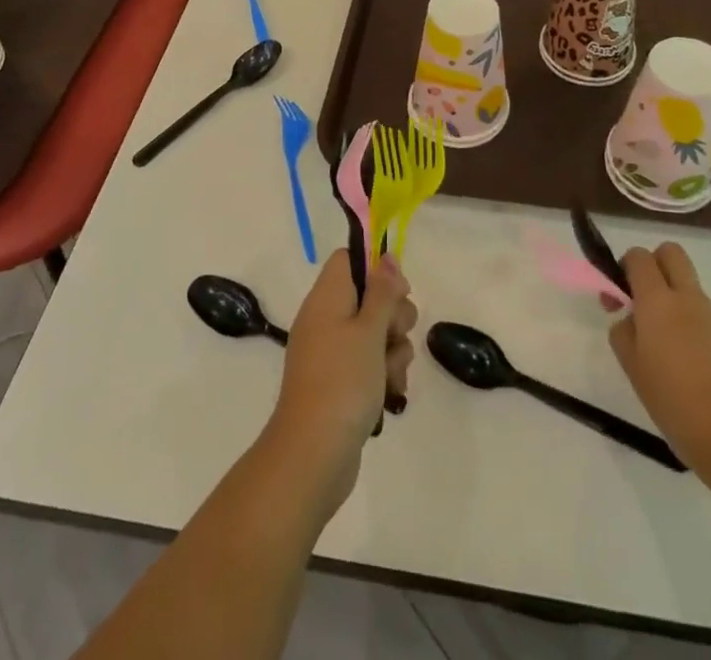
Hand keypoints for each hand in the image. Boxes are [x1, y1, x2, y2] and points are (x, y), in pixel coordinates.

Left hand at [264, 250, 415, 514]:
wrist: (313, 454)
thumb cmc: (343, 381)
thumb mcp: (369, 330)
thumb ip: (382, 291)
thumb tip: (386, 256)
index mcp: (326, 297)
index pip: (349, 260)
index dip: (377, 269)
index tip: (397, 292)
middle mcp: (326, 318)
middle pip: (369, 296)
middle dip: (394, 316)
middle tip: (394, 336)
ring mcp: (331, 352)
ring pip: (376, 332)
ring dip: (394, 349)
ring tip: (390, 374)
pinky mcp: (339, 381)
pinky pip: (369, 363)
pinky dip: (384, 373)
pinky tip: (391, 393)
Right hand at [608, 242, 710, 478]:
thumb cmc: (675, 402)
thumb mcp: (633, 368)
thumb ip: (623, 333)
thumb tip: (631, 320)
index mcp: (658, 301)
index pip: (639, 256)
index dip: (624, 267)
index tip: (618, 297)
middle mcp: (688, 299)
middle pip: (671, 253)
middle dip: (653, 265)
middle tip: (642, 300)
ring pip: (689, 287)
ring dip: (672, 299)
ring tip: (664, 347)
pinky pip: (705, 317)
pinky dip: (691, 326)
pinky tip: (690, 367)